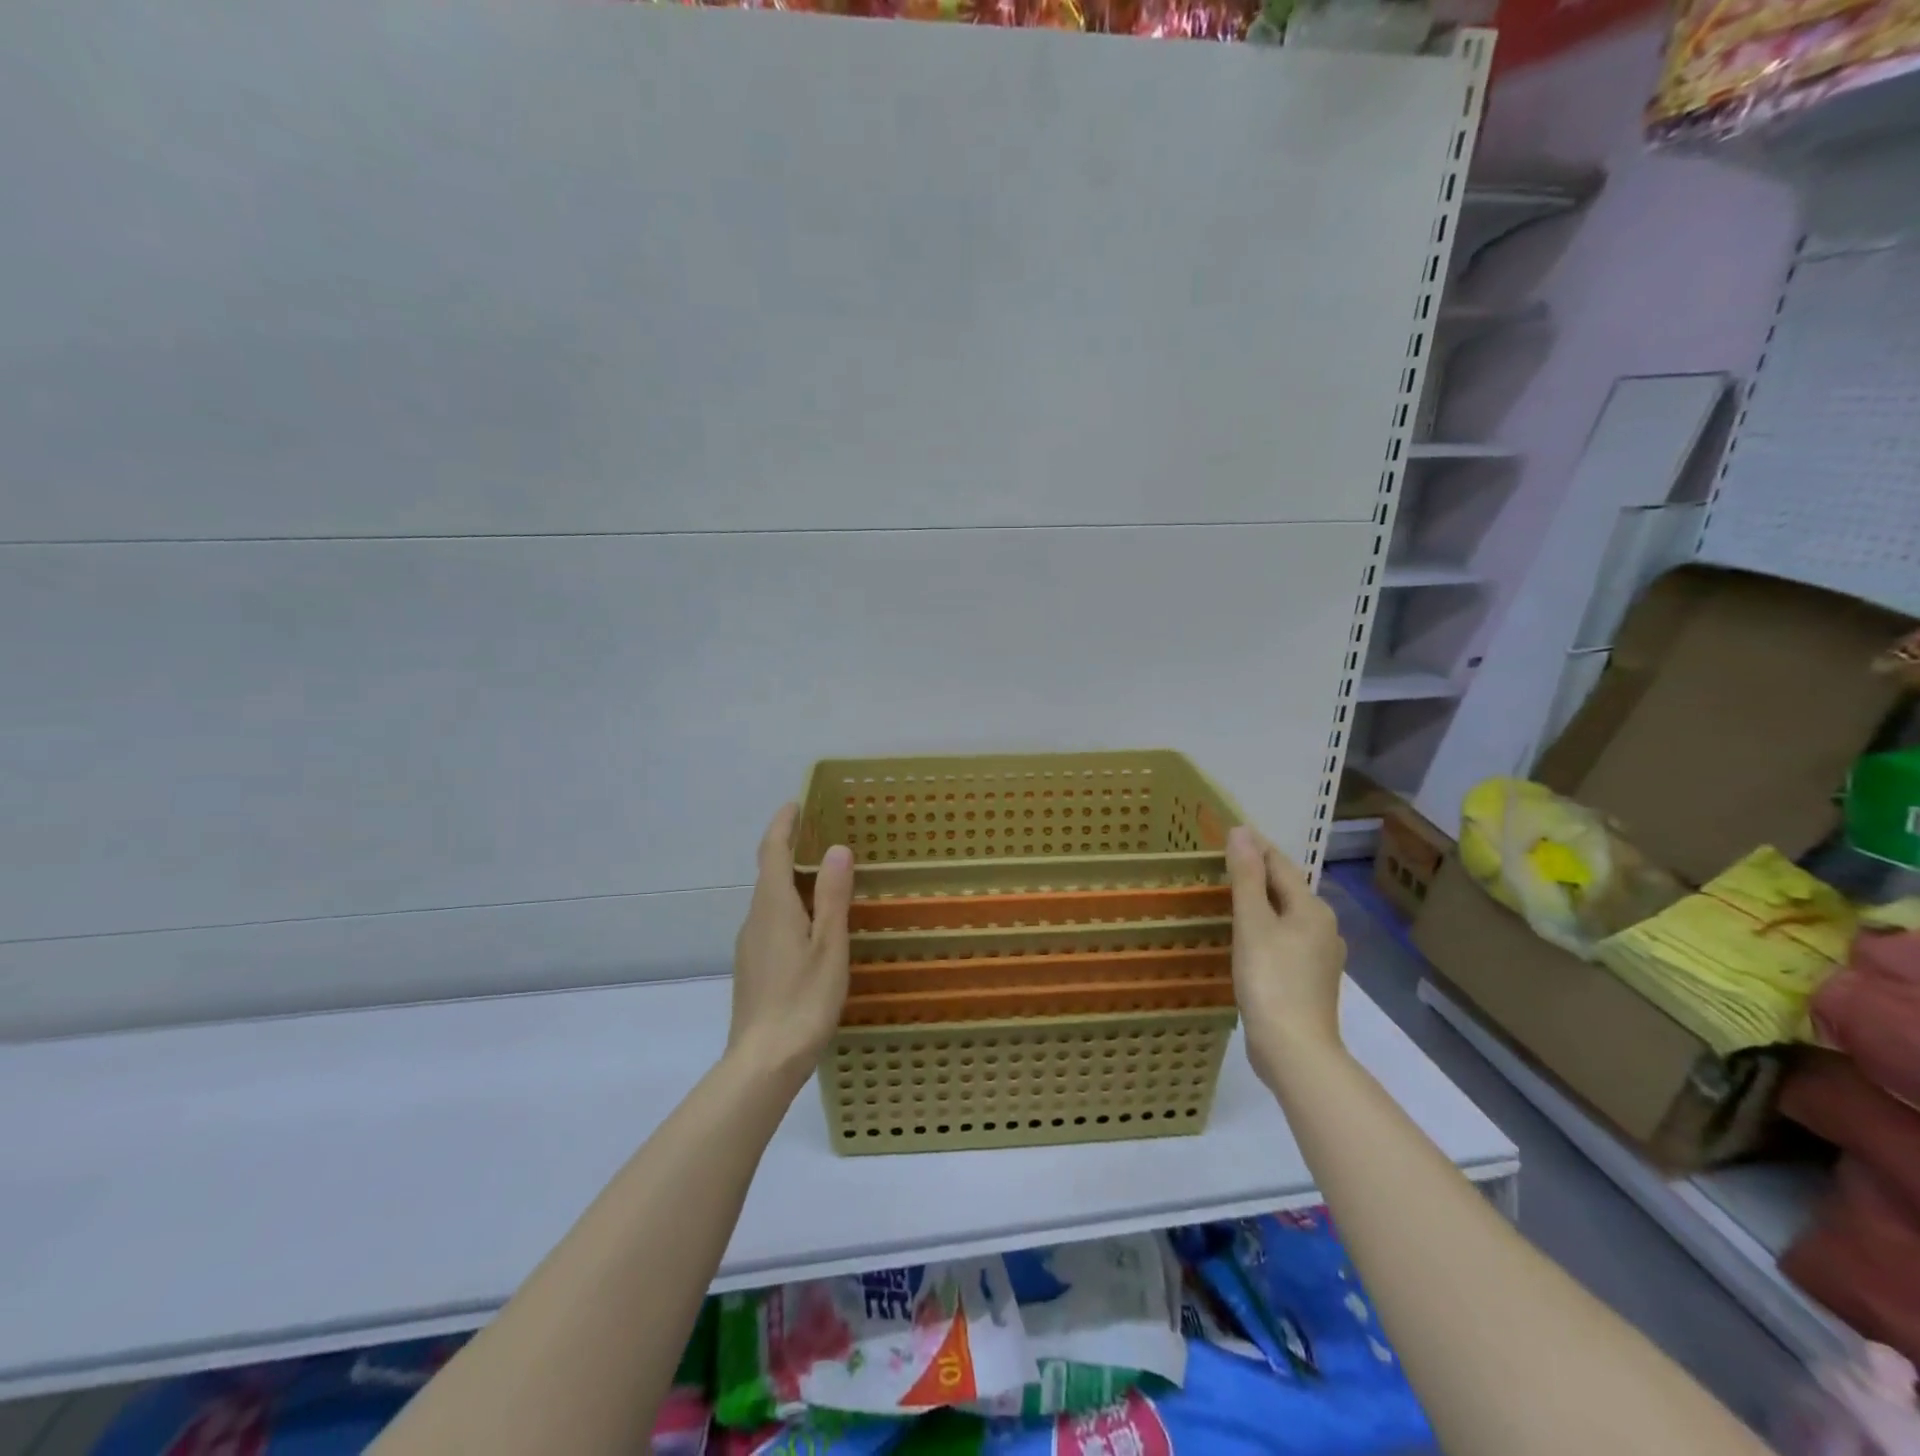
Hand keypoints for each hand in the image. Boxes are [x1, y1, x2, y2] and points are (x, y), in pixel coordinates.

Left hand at [727, 804, 854, 1087]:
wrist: (763, 1061)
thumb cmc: (803, 999)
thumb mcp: (829, 945)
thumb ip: (833, 896)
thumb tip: (836, 848)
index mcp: (773, 907)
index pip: (772, 852)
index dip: (783, 825)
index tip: (795, 803)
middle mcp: (755, 919)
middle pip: (769, 873)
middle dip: (789, 849)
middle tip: (819, 835)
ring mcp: (750, 945)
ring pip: (770, 900)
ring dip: (791, 879)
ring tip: (823, 876)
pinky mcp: (753, 967)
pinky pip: (771, 921)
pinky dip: (790, 906)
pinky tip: (812, 925)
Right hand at [1227, 825, 1347, 1090]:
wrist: (1295, 1049)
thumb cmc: (1271, 979)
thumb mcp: (1252, 923)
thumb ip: (1246, 876)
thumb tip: (1242, 831)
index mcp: (1312, 909)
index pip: (1281, 865)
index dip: (1256, 848)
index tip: (1229, 834)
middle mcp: (1324, 928)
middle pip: (1287, 890)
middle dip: (1258, 874)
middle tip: (1223, 864)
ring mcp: (1320, 957)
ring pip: (1287, 917)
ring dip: (1262, 904)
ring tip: (1230, 899)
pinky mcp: (1310, 980)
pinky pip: (1286, 941)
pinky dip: (1266, 930)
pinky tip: (1247, 940)